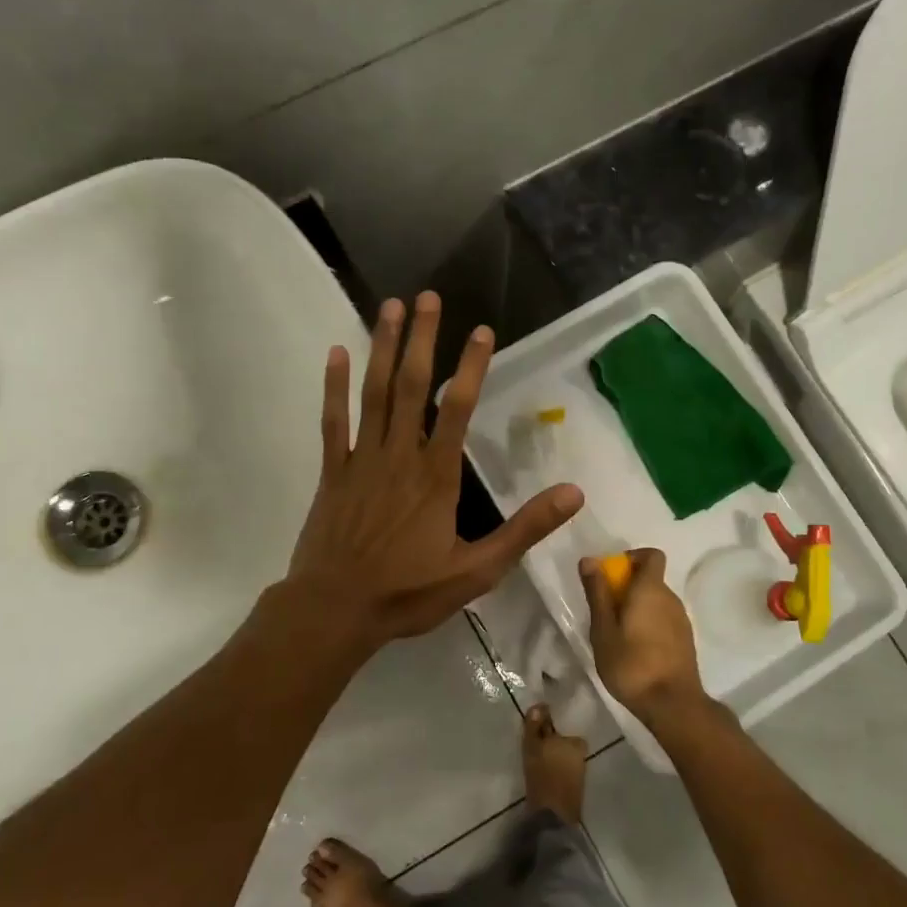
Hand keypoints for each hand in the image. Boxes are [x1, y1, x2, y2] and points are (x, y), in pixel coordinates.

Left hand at [287, 292, 583, 654]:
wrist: (336, 610)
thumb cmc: (408, 592)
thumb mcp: (477, 570)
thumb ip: (524, 529)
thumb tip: (574, 493)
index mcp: (436, 475)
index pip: (457, 407)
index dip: (470, 366)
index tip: (482, 330)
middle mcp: (399, 455)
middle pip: (411, 385)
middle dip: (421, 339)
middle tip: (427, 296)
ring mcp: (361, 459)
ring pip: (373, 393)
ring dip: (381, 348)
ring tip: (389, 307)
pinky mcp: (332, 471)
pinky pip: (333, 421)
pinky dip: (334, 387)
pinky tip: (336, 354)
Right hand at [579, 549, 706, 718]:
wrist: (672, 704)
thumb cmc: (631, 664)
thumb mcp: (603, 629)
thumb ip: (597, 593)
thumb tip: (589, 560)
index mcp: (651, 589)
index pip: (651, 555)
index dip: (631, 557)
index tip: (611, 575)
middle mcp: (671, 598)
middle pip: (650, 578)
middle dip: (627, 586)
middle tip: (604, 611)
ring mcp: (682, 620)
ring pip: (656, 600)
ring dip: (637, 607)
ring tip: (616, 633)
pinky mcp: (685, 639)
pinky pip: (663, 618)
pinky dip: (648, 623)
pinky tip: (634, 649)